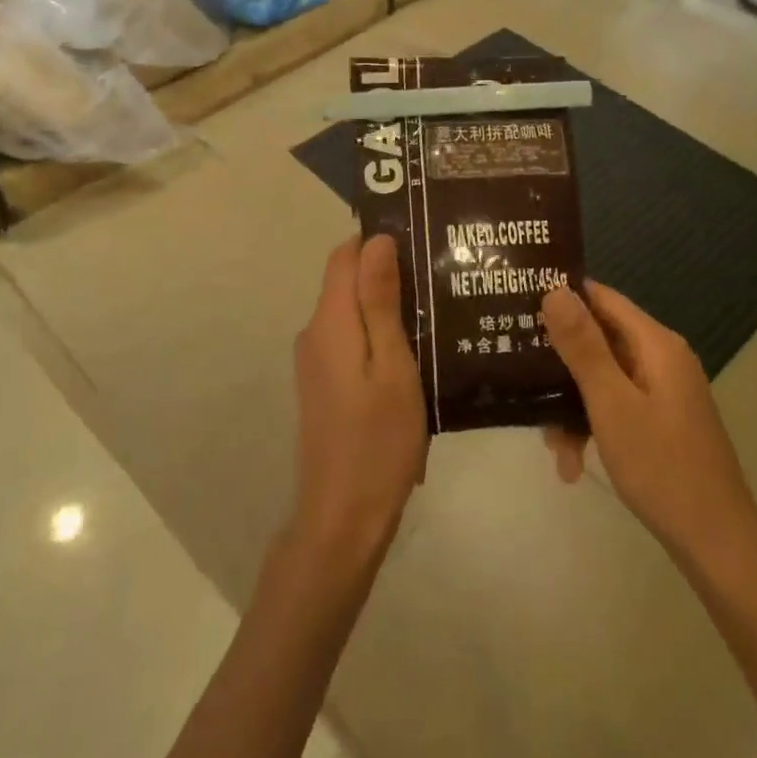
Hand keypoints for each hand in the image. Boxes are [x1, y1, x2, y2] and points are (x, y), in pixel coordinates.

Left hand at [287, 235, 428, 567]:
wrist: (343, 518)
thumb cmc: (378, 440)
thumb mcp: (393, 366)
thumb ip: (381, 301)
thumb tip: (376, 240)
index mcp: (330, 321)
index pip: (345, 254)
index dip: (379, 241)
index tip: (423, 243)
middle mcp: (314, 332)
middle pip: (347, 280)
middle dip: (389, 272)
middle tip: (442, 278)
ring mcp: (315, 360)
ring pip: (351, 310)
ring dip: (387, 304)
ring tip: (438, 309)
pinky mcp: (324, 383)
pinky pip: (350, 338)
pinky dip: (378, 332)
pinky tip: (416, 348)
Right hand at [540, 282, 756, 572]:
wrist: (717, 544)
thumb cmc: (661, 466)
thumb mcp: (611, 403)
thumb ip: (583, 345)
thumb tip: (555, 289)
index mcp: (655, 344)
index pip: (600, 297)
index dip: (561, 296)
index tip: (518, 305)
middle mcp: (661, 358)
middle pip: (598, 339)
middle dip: (559, 364)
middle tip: (518, 379)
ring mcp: (663, 391)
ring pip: (602, 378)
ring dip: (571, 406)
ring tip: (552, 446)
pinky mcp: (661, 420)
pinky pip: (615, 405)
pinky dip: (592, 426)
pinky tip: (573, 464)